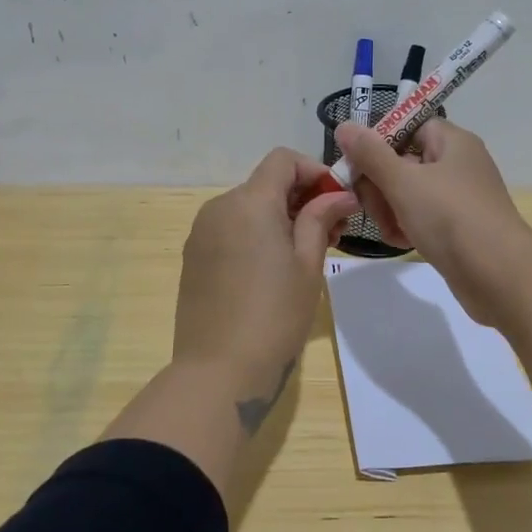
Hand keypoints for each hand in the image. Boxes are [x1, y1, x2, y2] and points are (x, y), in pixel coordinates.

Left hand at [173, 149, 359, 391]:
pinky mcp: (193, 258)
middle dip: (300, 198)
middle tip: (331, 233)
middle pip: (264, 183)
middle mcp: (219, 207)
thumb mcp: (307, 265)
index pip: (282, 160)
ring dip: (278, 218)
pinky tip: (271, 270)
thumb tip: (339, 195)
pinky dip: (254, 235)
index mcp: (249, 202)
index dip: (314, 172)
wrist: (219, 371)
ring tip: (303, 255)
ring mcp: (201, 233)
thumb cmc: (275, 315)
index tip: (336, 201)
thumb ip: (320, 219)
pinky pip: (229, 230)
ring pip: (247, 208)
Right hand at [334, 118, 531, 325]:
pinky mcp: (457, 228)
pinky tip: (399, 242)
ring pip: (408, 193)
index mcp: (451, 142)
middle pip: (403, 161)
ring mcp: (458, 198)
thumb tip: (345, 126)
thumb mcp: (403, 182)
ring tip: (389, 230)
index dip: (378, 142)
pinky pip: (421, 217)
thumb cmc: (451, 218)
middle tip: (367, 205)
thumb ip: (370, 154)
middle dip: (379, 184)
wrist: (500, 276)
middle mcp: (457, 164)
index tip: (355, 164)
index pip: (407, 126)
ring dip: (389, 209)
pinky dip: (406, 226)